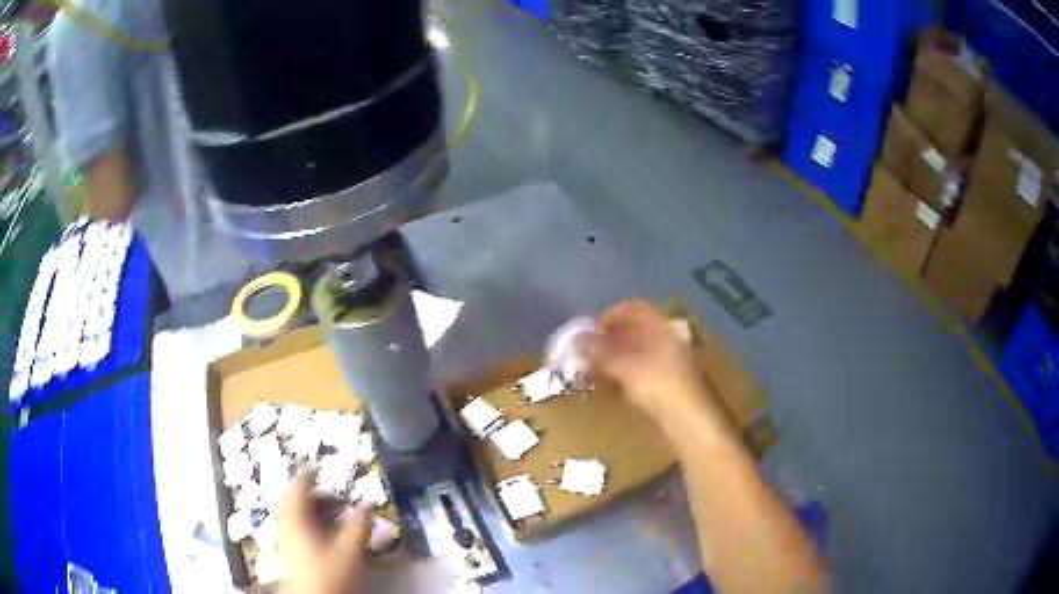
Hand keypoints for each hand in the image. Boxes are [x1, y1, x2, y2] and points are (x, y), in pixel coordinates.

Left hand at [278, 474, 372, 593]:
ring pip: (294, 518)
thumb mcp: (350, 550)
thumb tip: (368, 501)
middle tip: (336, 499)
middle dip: (315, 497)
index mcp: (295, 519)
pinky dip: (309, 526)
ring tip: (334, 518)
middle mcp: (284, 526)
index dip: (309, 475)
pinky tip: (325, 538)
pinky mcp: (287, 556)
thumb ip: (359, 524)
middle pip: (294, 502)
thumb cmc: (331, 574)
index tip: (321, 468)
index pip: (297, 487)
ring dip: (313, 513)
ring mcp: (283, 542)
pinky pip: (295, 531)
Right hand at [584, 301, 710, 427]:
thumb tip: (575, 341)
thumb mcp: (623, 366)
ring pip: (642, 351)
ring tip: (598, 367)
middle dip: (613, 338)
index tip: (592, 328)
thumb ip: (598, 352)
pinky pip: (646, 368)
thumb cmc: (657, 384)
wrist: (687, 418)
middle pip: (639, 330)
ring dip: (619, 356)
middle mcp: (671, 337)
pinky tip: (615, 383)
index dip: (612, 314)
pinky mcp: (672, 380)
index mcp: (663, 326)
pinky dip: (629, 371)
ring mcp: (674, 360)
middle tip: (591, 349)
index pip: (636, 308)